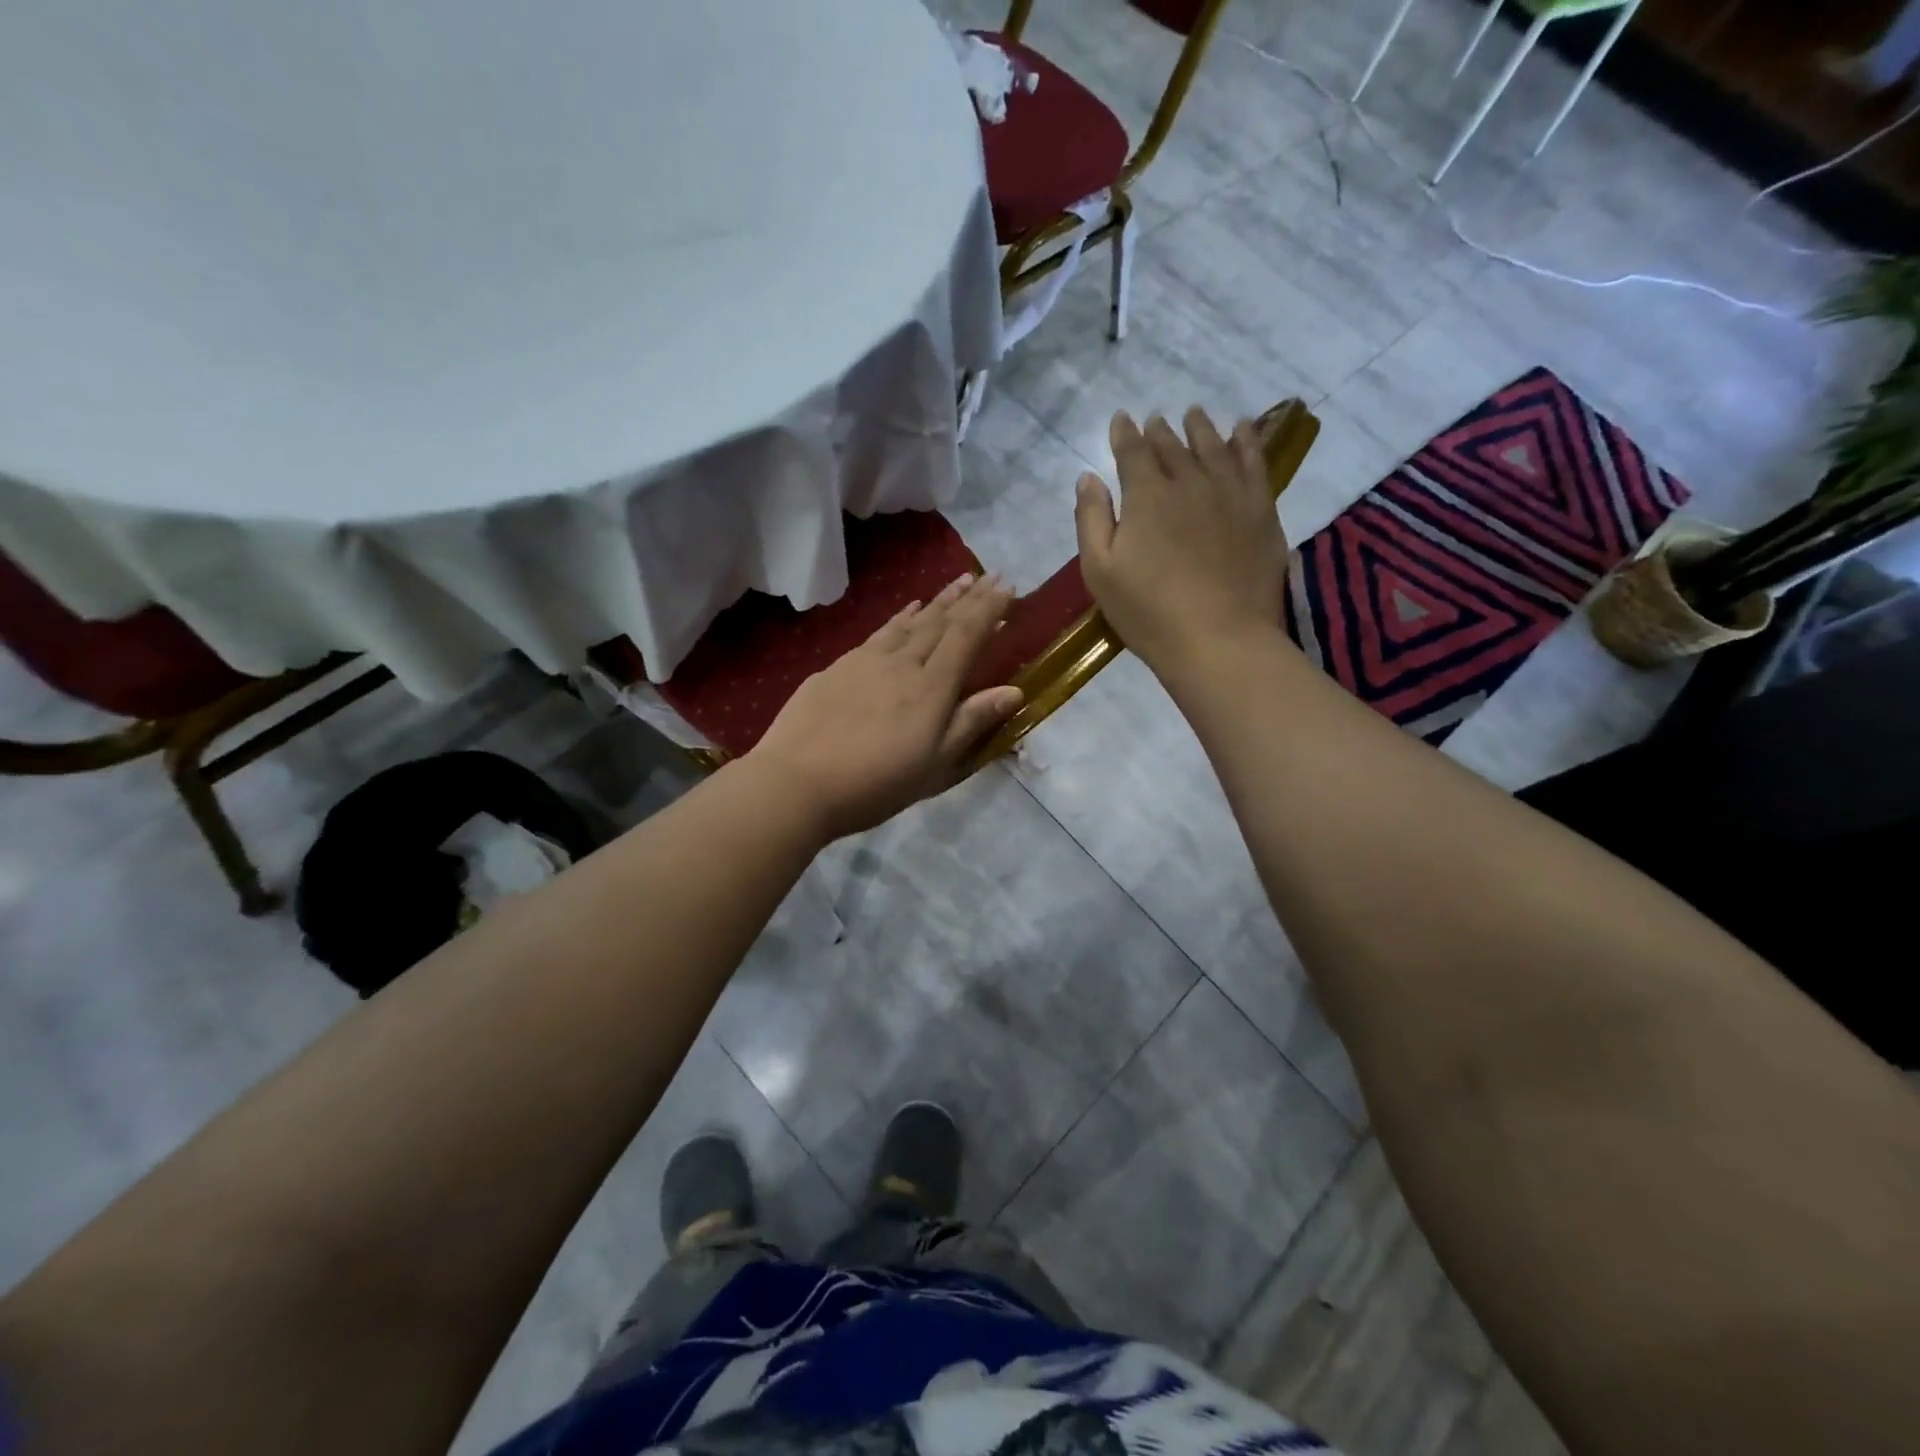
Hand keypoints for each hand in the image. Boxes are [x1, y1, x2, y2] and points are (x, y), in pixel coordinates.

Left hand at [747, 573, 1023, 839]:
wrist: (797, 782)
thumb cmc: (875, 784)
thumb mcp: (934, 765)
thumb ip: (971, 723)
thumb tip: (1014, 690)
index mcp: (931, 688)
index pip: (966, 636)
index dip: (989, 610)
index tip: (1008, 588)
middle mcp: (902, 663)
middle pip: (940, 622)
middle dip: (968, 598)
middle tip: (988, 576)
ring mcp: (866, 660)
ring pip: (910, 621)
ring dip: (937, 601)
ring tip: (957, 582)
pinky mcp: (838, 666)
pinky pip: (880, 631)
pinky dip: (899, 616)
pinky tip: (906, 609)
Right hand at [1074, 407, 1288, 677]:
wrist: (1219, 640)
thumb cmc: (1148, 612)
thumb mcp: (1100, 572)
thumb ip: (1091, 520)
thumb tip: (1088, 477)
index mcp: (1146, 496)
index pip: (1133, 452)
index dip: (1125, 434)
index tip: (1121, 419)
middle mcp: (1189, 482)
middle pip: (1173, 446)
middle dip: (1160, 431)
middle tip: (1156, 419)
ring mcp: (1230, 493)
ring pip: (1214, 447)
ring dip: (1202, 428)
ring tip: (1195, 414)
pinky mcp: (1261, 511)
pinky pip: (1254, 463)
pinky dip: (1247, 442)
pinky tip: (1244, 431)